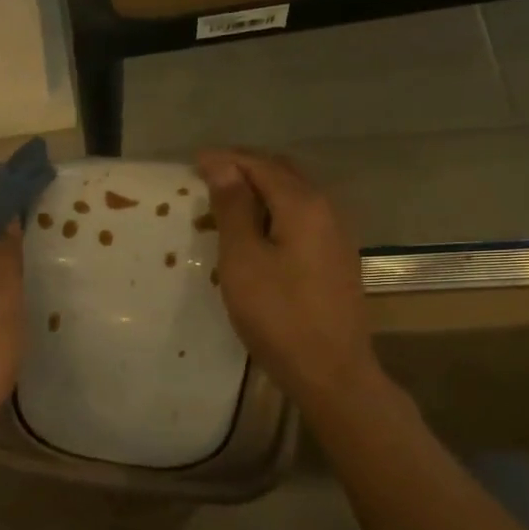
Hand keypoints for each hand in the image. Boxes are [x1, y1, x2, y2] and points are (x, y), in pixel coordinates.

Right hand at [197, 149, 383, 407]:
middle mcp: (326, 209)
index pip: (260, 165)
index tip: (192, 162)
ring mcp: (336, 234)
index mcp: (303, 204)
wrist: (331, 370)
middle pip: (282, 173)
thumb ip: (233, 208)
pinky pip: (302, 216)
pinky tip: (257, 229)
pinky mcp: (336, 257)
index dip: (226, 159)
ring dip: (260, 189)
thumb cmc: (278, 314)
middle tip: (207, 175)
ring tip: (226, 199)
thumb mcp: (243, 259)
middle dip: (245, 168)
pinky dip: (274, 210)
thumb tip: (222, 164)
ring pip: (294, 194)